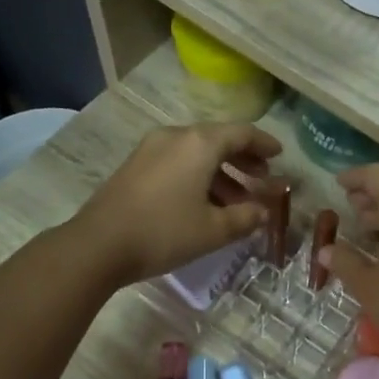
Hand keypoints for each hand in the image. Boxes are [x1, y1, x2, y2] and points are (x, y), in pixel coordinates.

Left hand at [73, 123, 280, 285]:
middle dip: (243, 160)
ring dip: (220, 173)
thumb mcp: (213, 230)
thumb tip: (262, 212)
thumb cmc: (164, 233)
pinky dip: (198, 176)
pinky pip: (177, 163)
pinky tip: (204, 204)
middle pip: (217, 140)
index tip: (279, 156)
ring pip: (196, 153)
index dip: (264, 144)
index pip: (241, 134)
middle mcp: (175, 136)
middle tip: (261, 178)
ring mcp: (151, 149)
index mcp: (199, 144)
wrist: (99, 244)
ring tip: (236, 201)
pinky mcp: (135, 166)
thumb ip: (245, 218)